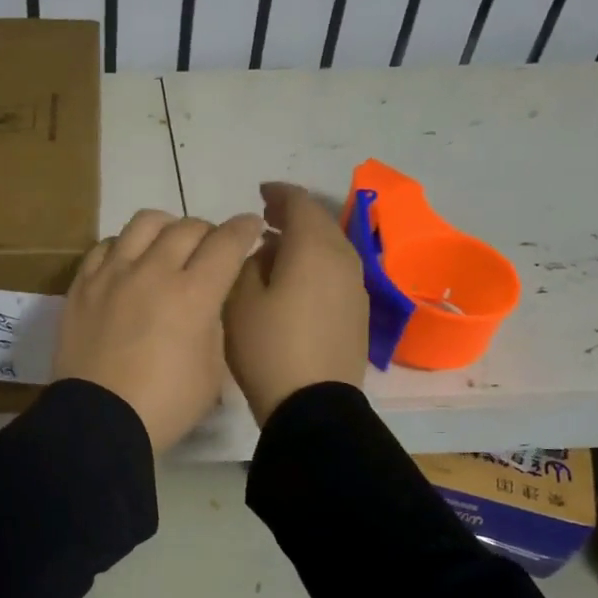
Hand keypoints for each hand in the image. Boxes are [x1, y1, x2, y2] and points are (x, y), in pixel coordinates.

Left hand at [53, 208, 264, 451]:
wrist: (99, 420)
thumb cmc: (165, 405)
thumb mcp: (212, 371)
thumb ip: (214, 325)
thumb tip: (206, 302)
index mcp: (193, 294)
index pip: (227, 242)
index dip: (245, 229)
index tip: (250, 227)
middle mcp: (153, 271)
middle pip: (187, 227)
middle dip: (208, 232)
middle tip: (210, 250)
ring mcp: (113, 274)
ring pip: (144, 223)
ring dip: (166, 228)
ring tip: (167, 246)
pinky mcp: (82, 285)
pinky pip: (105, 245)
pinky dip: (124, 246)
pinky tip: (128, 263)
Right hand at [223, 182, 367, 426]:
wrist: (313, 404)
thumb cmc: (268, 347)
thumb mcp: (240, 300)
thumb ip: (250, 263)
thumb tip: (267, 251)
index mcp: (314, 248)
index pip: (300, 202)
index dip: (278, 193)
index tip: (259, 193)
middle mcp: (343, 259)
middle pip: (320, 223)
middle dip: (292, 215)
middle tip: (265, 217)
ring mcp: (355, 288)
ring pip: (330, 248)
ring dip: (304, 241)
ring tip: (275, 249)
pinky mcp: (357, 313)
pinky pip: (335, 273)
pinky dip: (315, 264)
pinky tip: (294, 281)